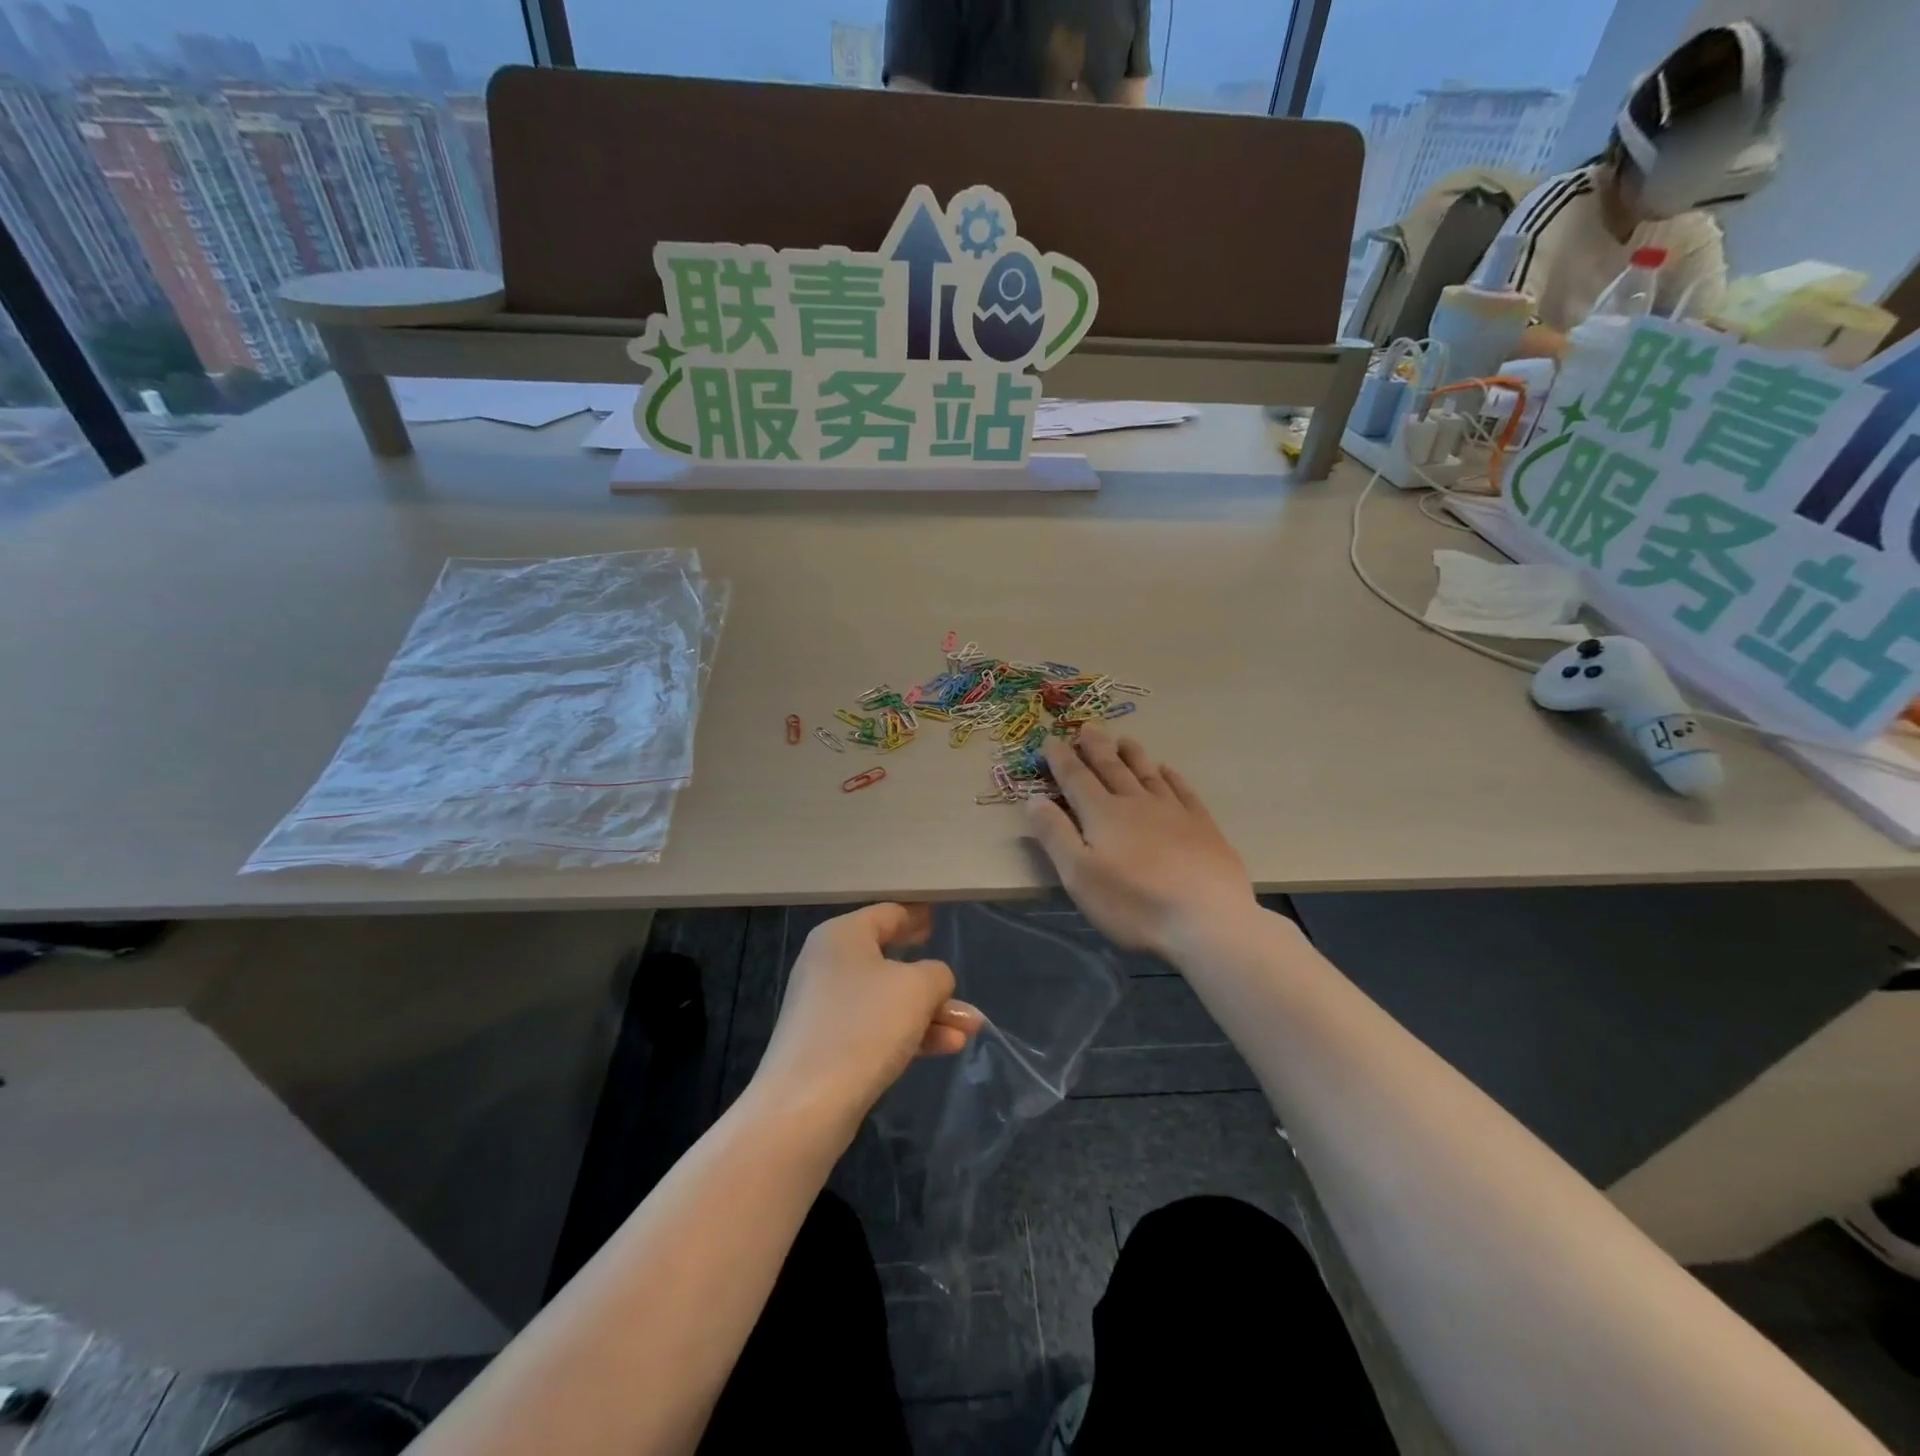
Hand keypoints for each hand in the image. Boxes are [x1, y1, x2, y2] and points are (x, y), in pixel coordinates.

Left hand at [754, 903, 981, 1127]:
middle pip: (890, 960)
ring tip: (972, 1028)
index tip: (938, 919)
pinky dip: (911, 1033)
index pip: (888, 914)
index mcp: (842, 936)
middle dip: (933, 979)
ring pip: (889, 1000)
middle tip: (959, 979)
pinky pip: (877, 1028)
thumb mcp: (917, 988)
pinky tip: (948, 1047)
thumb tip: (934, 981)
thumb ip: (937, 974)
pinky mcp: (829, 1046)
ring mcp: (827, 1007)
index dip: (917, 916)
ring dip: (930, 1012)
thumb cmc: (864, 1026)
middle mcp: (829, 964)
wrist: (806, 1106)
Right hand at [1025, 727, 1257, 957]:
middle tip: (1087, 726)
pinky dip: (1171, 777)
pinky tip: (1168, 771)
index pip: (1076, 778)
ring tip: (1124, 740)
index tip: (1050, 740)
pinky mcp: (1204, 827)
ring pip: (1148, 774)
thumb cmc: (1134, 904)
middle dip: (1096, 747)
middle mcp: (1137, 803)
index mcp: (1103, 814)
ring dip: (1133, 755)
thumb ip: (1055, 835)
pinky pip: (1183, 791)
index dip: (1061, 759)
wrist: (1207, 921)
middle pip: (1112, 768)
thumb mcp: (1079, 876)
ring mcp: (1174, 812)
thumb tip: (1033, 799)